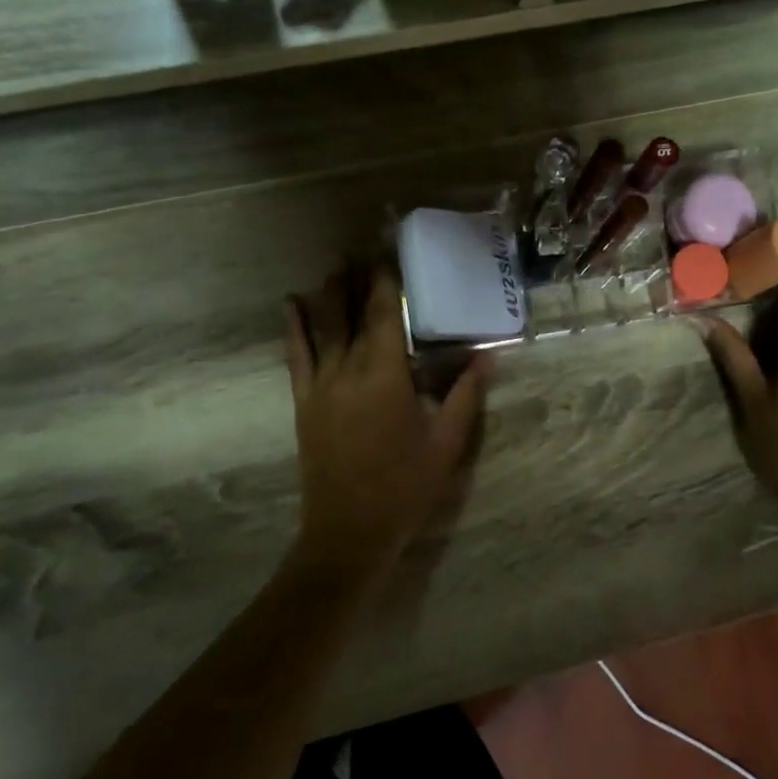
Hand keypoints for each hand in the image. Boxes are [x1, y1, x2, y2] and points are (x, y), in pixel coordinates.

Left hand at [285, 266, 487, 566]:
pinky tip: (290, 304)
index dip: (385, 280)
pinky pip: (296, 355)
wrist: (348, 530)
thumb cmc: (404, 487)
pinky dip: (294, 327)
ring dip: (329, 293)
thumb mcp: (446, 443)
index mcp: (385, 374)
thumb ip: (464, 395)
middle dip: (356, 278)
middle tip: (361, 248)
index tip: (389, 252)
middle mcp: (348, 368)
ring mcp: (320, 384)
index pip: (383, 313)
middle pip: (349, 311)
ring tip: (335, 265)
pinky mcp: (304, 402)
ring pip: (322, 326)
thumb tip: (487, 357)